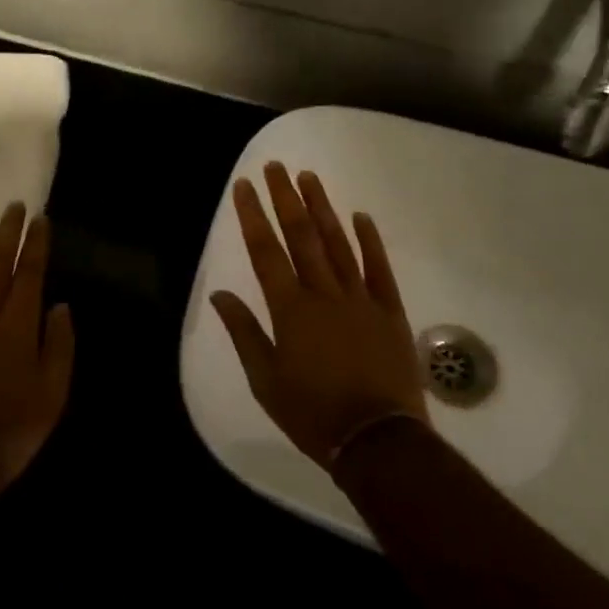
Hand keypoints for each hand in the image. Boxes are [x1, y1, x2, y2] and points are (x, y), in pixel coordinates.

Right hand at [210, 164, 430, 470]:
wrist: (377, 441)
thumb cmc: (312, 413)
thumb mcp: (265, 381)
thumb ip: (243, 333)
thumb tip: (220, 295)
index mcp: (290, 310)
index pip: (266, 251)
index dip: (253, 215)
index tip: (244, 186)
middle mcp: (323, 294)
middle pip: (302, 237)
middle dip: (285, 198)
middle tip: (276, 167)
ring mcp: (360, 299)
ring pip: (338, 243)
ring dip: (322, 208)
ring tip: (309, 177)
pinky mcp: (389, 311)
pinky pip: (379, 268)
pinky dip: (369, 241)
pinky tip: (361, 216)